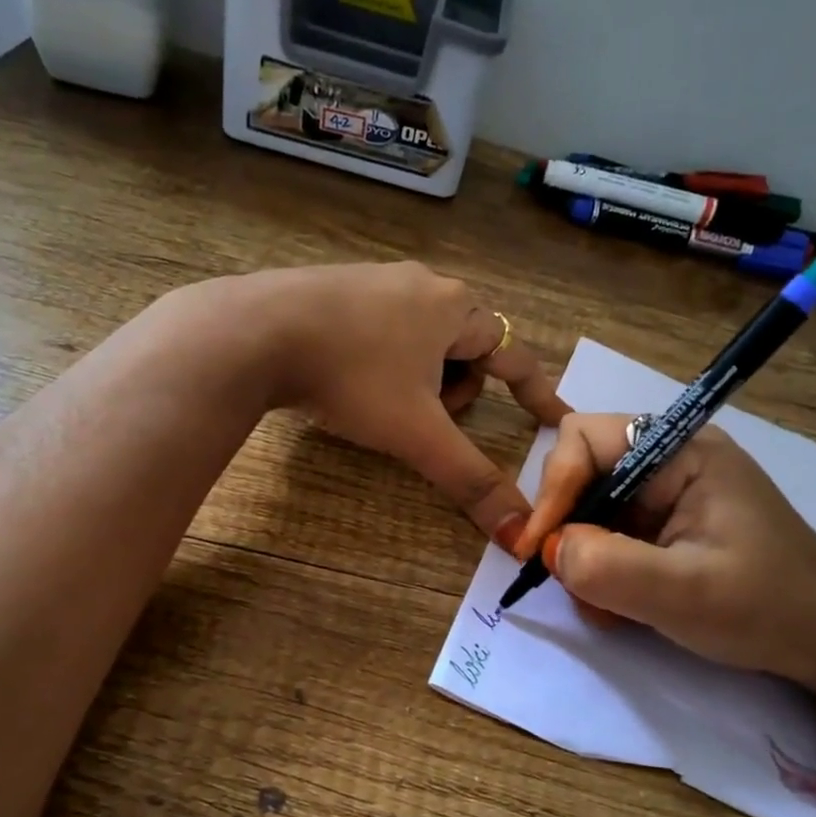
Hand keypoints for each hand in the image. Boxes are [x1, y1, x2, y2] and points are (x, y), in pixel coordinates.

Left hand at [214, 262, 569, 542]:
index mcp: (456, 308)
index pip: (516, 355)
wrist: (257, 332)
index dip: (539, 393)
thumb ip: (470, 480)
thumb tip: (518, 535)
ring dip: (420, 379)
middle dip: (458, 390)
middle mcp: (423, 285)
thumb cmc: (353, 376)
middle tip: (429, 419)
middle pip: (467, 349)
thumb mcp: (417, 433)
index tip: (558, 420)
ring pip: (423, 341)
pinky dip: (384, 363)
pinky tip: (351, 381)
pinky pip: (383, 331)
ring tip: (384, 404)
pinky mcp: (336, 288)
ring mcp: (377, 281)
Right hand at [518, 414, 815, 705]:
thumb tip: (549, 550)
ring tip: (604, 605)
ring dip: (583, 558)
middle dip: (568, 528)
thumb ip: (606, 566)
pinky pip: (610, 536)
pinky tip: (621, 606)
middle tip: (569, 580)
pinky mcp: (667, 527)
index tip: (540, 548)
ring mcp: (668, 495)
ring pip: (590, 510)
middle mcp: (670, 461)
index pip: (585, 438)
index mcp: (682, 451)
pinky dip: (601, 571)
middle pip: (582, 473)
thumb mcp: (682, 593)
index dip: (553, 488)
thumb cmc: (765, 609)